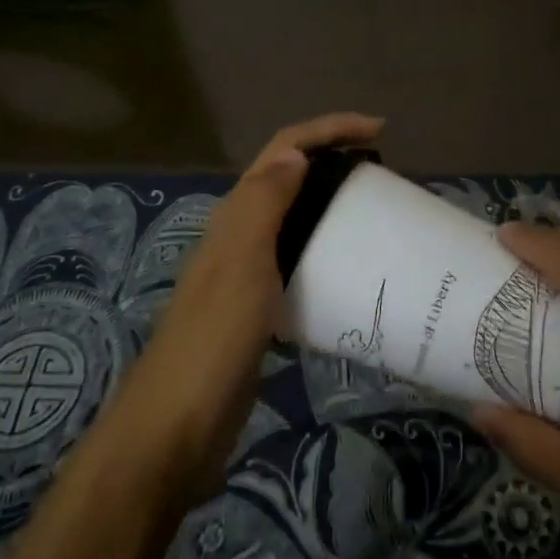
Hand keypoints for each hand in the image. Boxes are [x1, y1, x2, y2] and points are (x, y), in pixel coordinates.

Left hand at [108, 112, 384, 488]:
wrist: (176, 429)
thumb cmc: (213, 340)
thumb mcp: (241, 263)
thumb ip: (264, 204)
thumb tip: (296, 152)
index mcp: (235, 216)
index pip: (283, 149)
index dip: (328, 129)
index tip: (379, 130)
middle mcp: (239, 235)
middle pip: (288, 178)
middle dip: (332, 161)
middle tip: (382, 176)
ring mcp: (247, 274)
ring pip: (293, 221)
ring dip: (329, 205)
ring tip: (375, 215)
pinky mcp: (258, 310)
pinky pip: (297, 264)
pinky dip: (325, 252)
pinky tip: (351, 273)